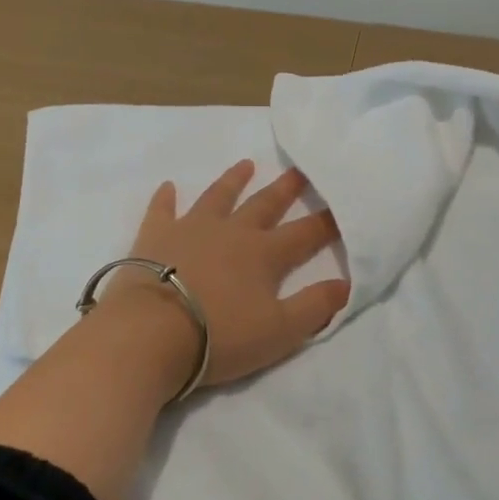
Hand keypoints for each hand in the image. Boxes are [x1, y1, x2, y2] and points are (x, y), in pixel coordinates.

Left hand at [99, 161, 350, 392]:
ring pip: (218, 197)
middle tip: (299, 170)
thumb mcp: (279, 331)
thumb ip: (315, 306)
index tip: (342, 207)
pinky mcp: (155, 235)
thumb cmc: (219, 336)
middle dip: (285, 189)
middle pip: (264, 204)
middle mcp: (232, 231)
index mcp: (264, 254)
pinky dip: (166, 197)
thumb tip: (347, 283)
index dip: (327, 222)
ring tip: (246, 163)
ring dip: (233, 180)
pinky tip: (168, 186)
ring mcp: (191, 228)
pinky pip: (162, 209)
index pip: (305, 234)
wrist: (151, 332)